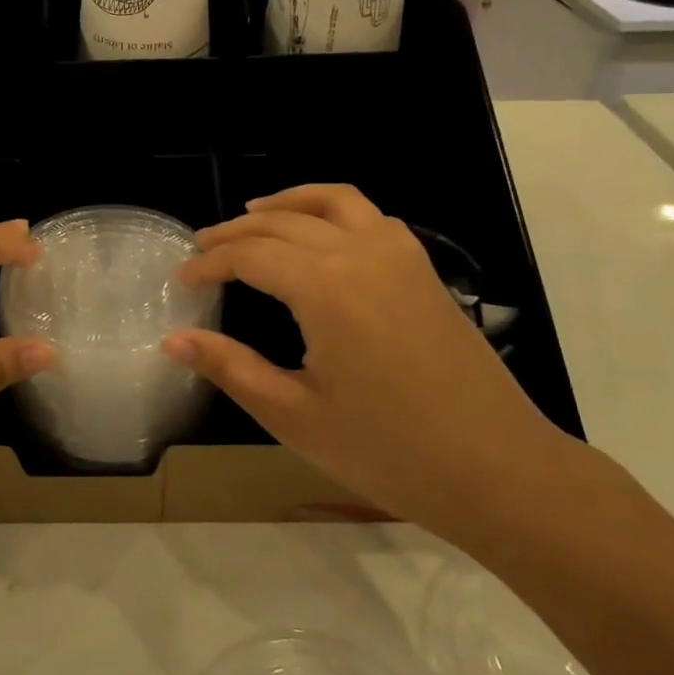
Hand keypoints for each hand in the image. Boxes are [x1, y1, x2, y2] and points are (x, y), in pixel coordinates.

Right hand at [163, 184, 571, 542]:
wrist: (501, 473)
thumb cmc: (389, 451)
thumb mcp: (294, 416)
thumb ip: (230, 368)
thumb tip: (172, 339)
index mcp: (324, 288)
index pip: (250, 256)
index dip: (210, 263)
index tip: (181, 279)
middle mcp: (360, 254)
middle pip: (283, 223)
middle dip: (236, 232)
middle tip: (202, 248)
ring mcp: (400, 256)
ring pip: (333, 202)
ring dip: (288, 202)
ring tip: (254, 212)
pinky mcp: (424, 270)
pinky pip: (371, 217)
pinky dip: (334, 211)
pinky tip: (322, 236)